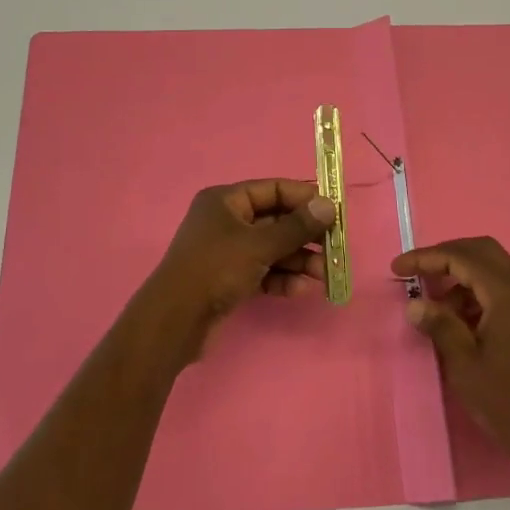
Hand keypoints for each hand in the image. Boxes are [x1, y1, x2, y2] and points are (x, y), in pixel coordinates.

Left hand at [132, 179, 335, 365]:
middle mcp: (227, 221)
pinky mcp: (230, 279)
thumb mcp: (258, 244)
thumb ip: (296, 227)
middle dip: (305, 236)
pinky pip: (264, 271)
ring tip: (324, 274)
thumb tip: (329, 205)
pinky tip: (301, 290)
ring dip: (298, 260)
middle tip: (334, 248)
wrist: (175, 320)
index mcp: (226, 200)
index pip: (273, 189)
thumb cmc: (215, 269)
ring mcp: (228, 251)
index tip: (334, 213)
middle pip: (276, 220)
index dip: (304, 199)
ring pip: (272, 249)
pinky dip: (282, 278)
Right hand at [391, 236, 509, 473]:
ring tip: (434, 305)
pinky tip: (459, 319)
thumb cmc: (507, 401)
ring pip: (493, 268)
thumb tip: (414, 304)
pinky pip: (502, 288)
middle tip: (417, 273)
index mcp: (508, 295)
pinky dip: (477, 291)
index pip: (462, 257)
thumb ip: (440, 325)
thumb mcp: (464, 364)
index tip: (398, 268)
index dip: (427, 258)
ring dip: (461, 275)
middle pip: (481, 250)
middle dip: (446, 256)